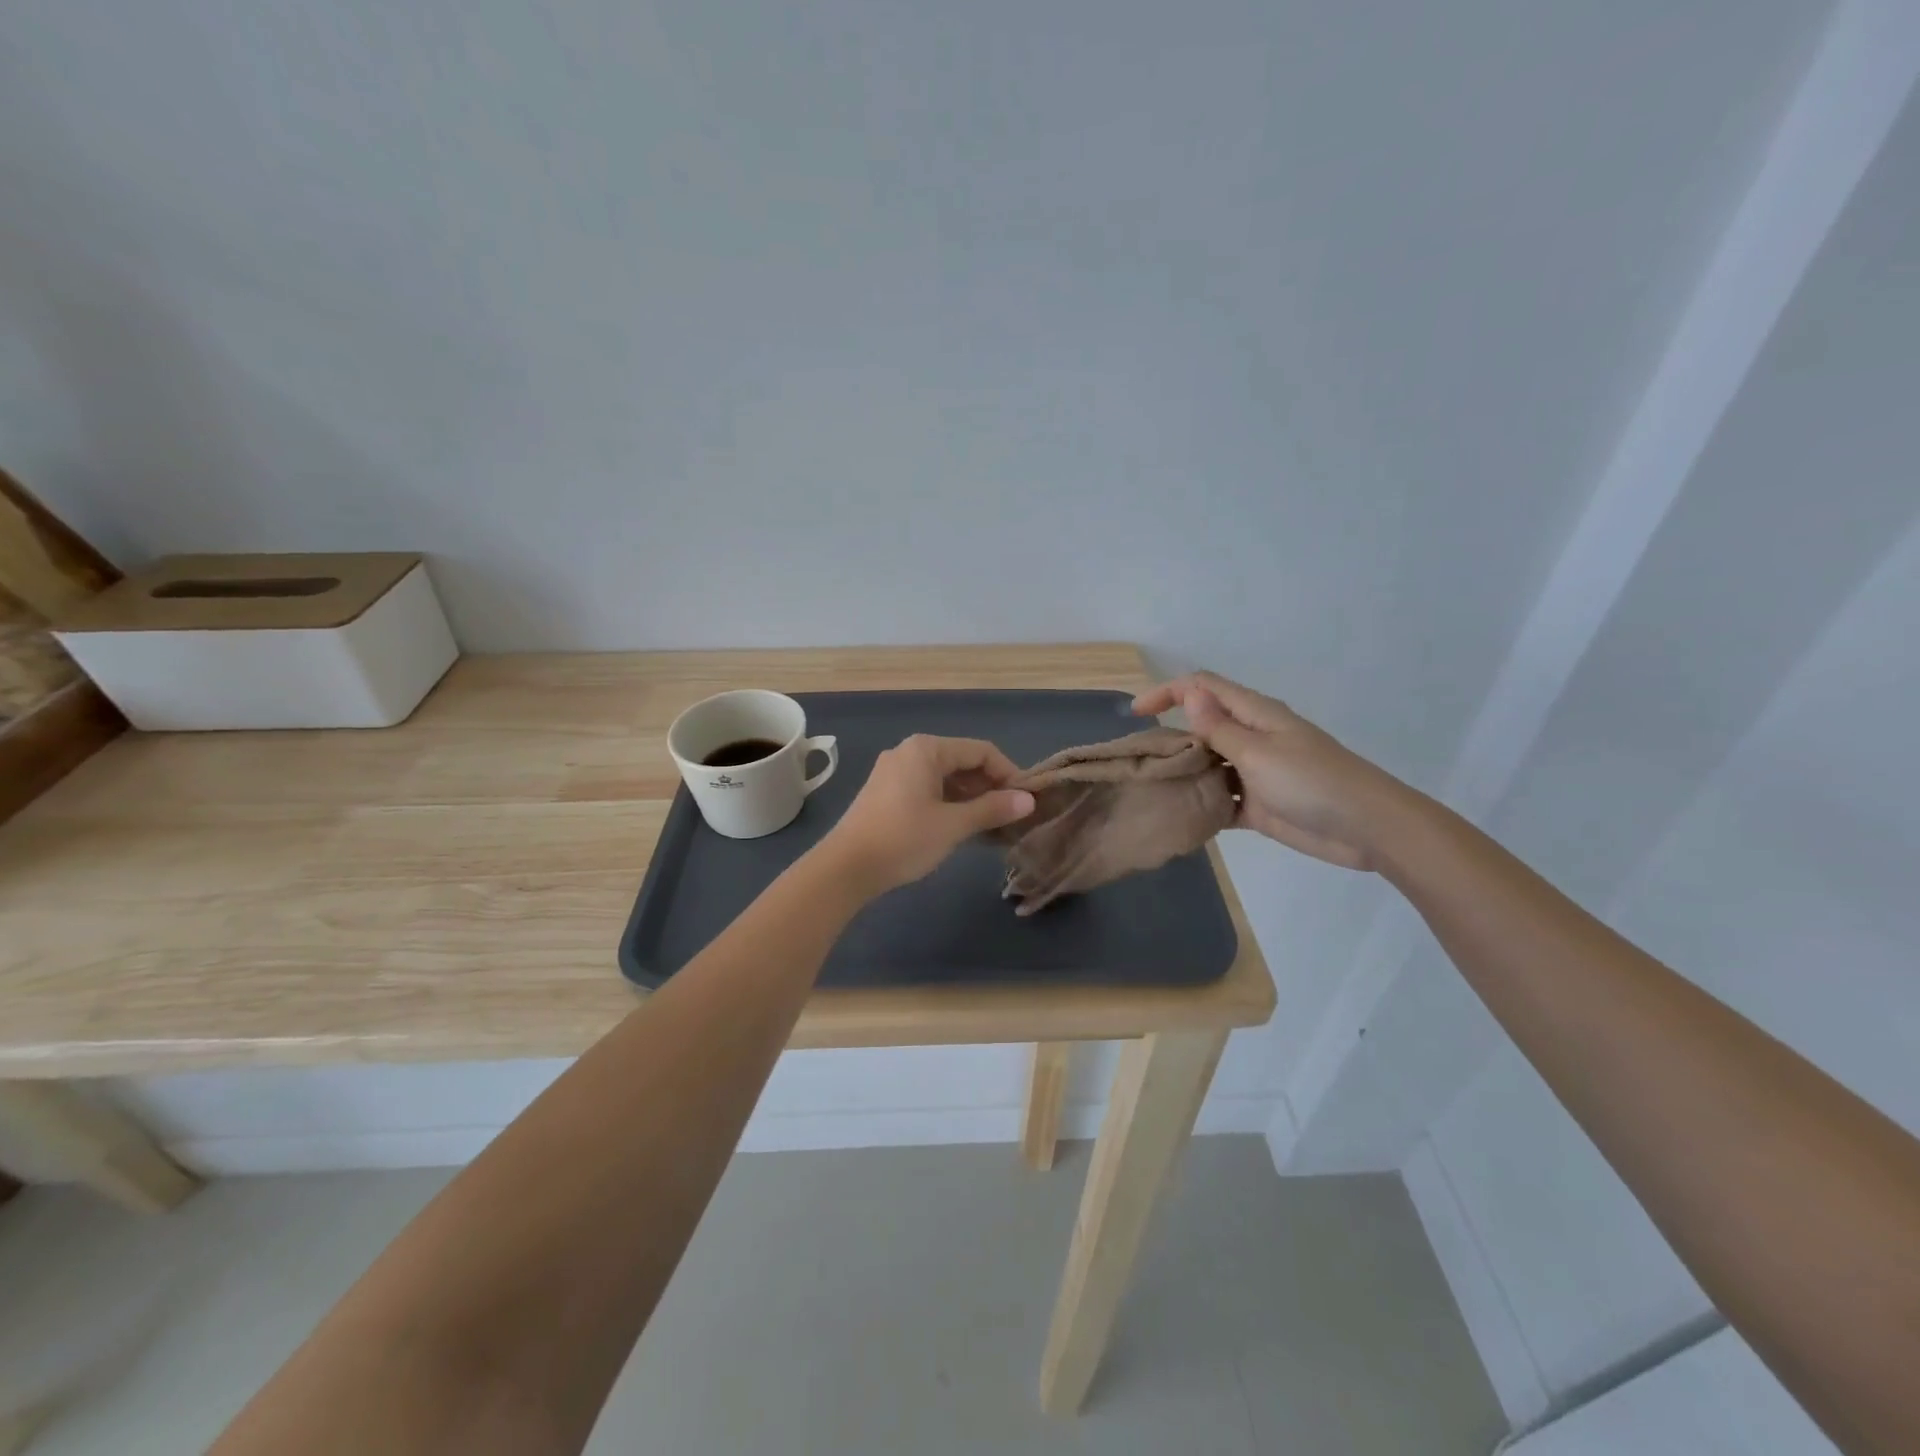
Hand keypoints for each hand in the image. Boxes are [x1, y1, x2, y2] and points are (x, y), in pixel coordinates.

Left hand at [819, 735, 1035, 894]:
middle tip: (1013, 817)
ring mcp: (895, 773)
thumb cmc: (903, 839)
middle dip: (990, 788)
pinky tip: (965, 829)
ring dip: (972, 800)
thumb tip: (1028, 801)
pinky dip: (950, 805)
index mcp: (926, 749)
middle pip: (963, 762)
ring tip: (994, 828)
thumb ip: (992, 809)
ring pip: (946, 779)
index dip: (1008, 774)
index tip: (1026, 801)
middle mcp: (910, 752)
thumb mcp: (953, 825)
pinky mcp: (887, 794)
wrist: (845, 867)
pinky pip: (929, 791)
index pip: (981, 751)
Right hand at [1132, 672, 1406, 870]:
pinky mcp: (1259, 805)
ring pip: (1208, 765)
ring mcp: (1254, 772)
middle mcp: (1251, 738)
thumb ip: (1220, 728)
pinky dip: (1202, 805)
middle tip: (1140, 761)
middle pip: (1201, 727)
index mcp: (1254, 715)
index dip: (1168, 693)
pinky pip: (1221, 799)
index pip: (1203, 688)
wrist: (1367, 828)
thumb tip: (1189, 693)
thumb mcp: (1259, 752)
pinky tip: (1179, 817)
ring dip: (1184, 773)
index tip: (1136, 715)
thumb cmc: (1312, 782)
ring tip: (1151, 789)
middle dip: (1169, 737)